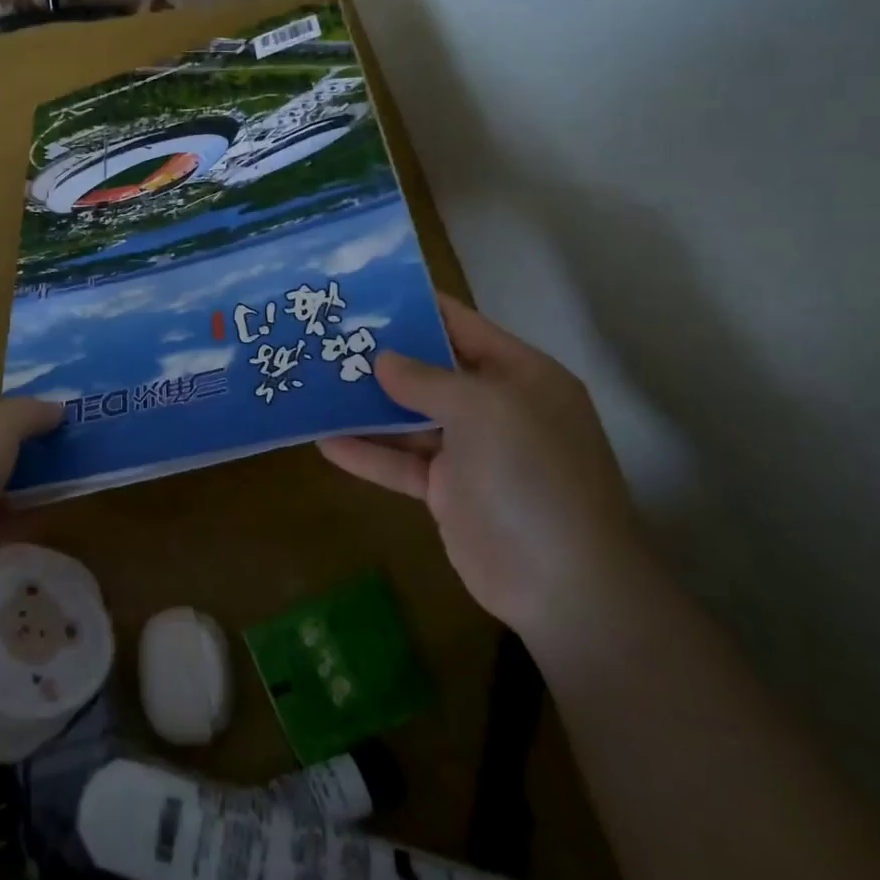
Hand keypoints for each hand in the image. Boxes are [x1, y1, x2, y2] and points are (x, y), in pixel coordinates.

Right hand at [318, 294, 646, 642]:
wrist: (564, 585)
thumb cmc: (532, 476)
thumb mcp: (483, 410)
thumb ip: (426, 380)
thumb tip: (381, 359)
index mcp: (518, 375)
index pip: (461, 325)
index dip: (416, 307)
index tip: (364, 294)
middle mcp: (494, 407)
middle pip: (428, 371)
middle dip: (380, 357)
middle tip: (325, 338)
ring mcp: (470, 451)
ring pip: (408, 418)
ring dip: (365, 406)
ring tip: (314, 384)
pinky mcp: (447, 491)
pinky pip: (400, 463)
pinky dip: (367, 453)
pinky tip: (324, 442)